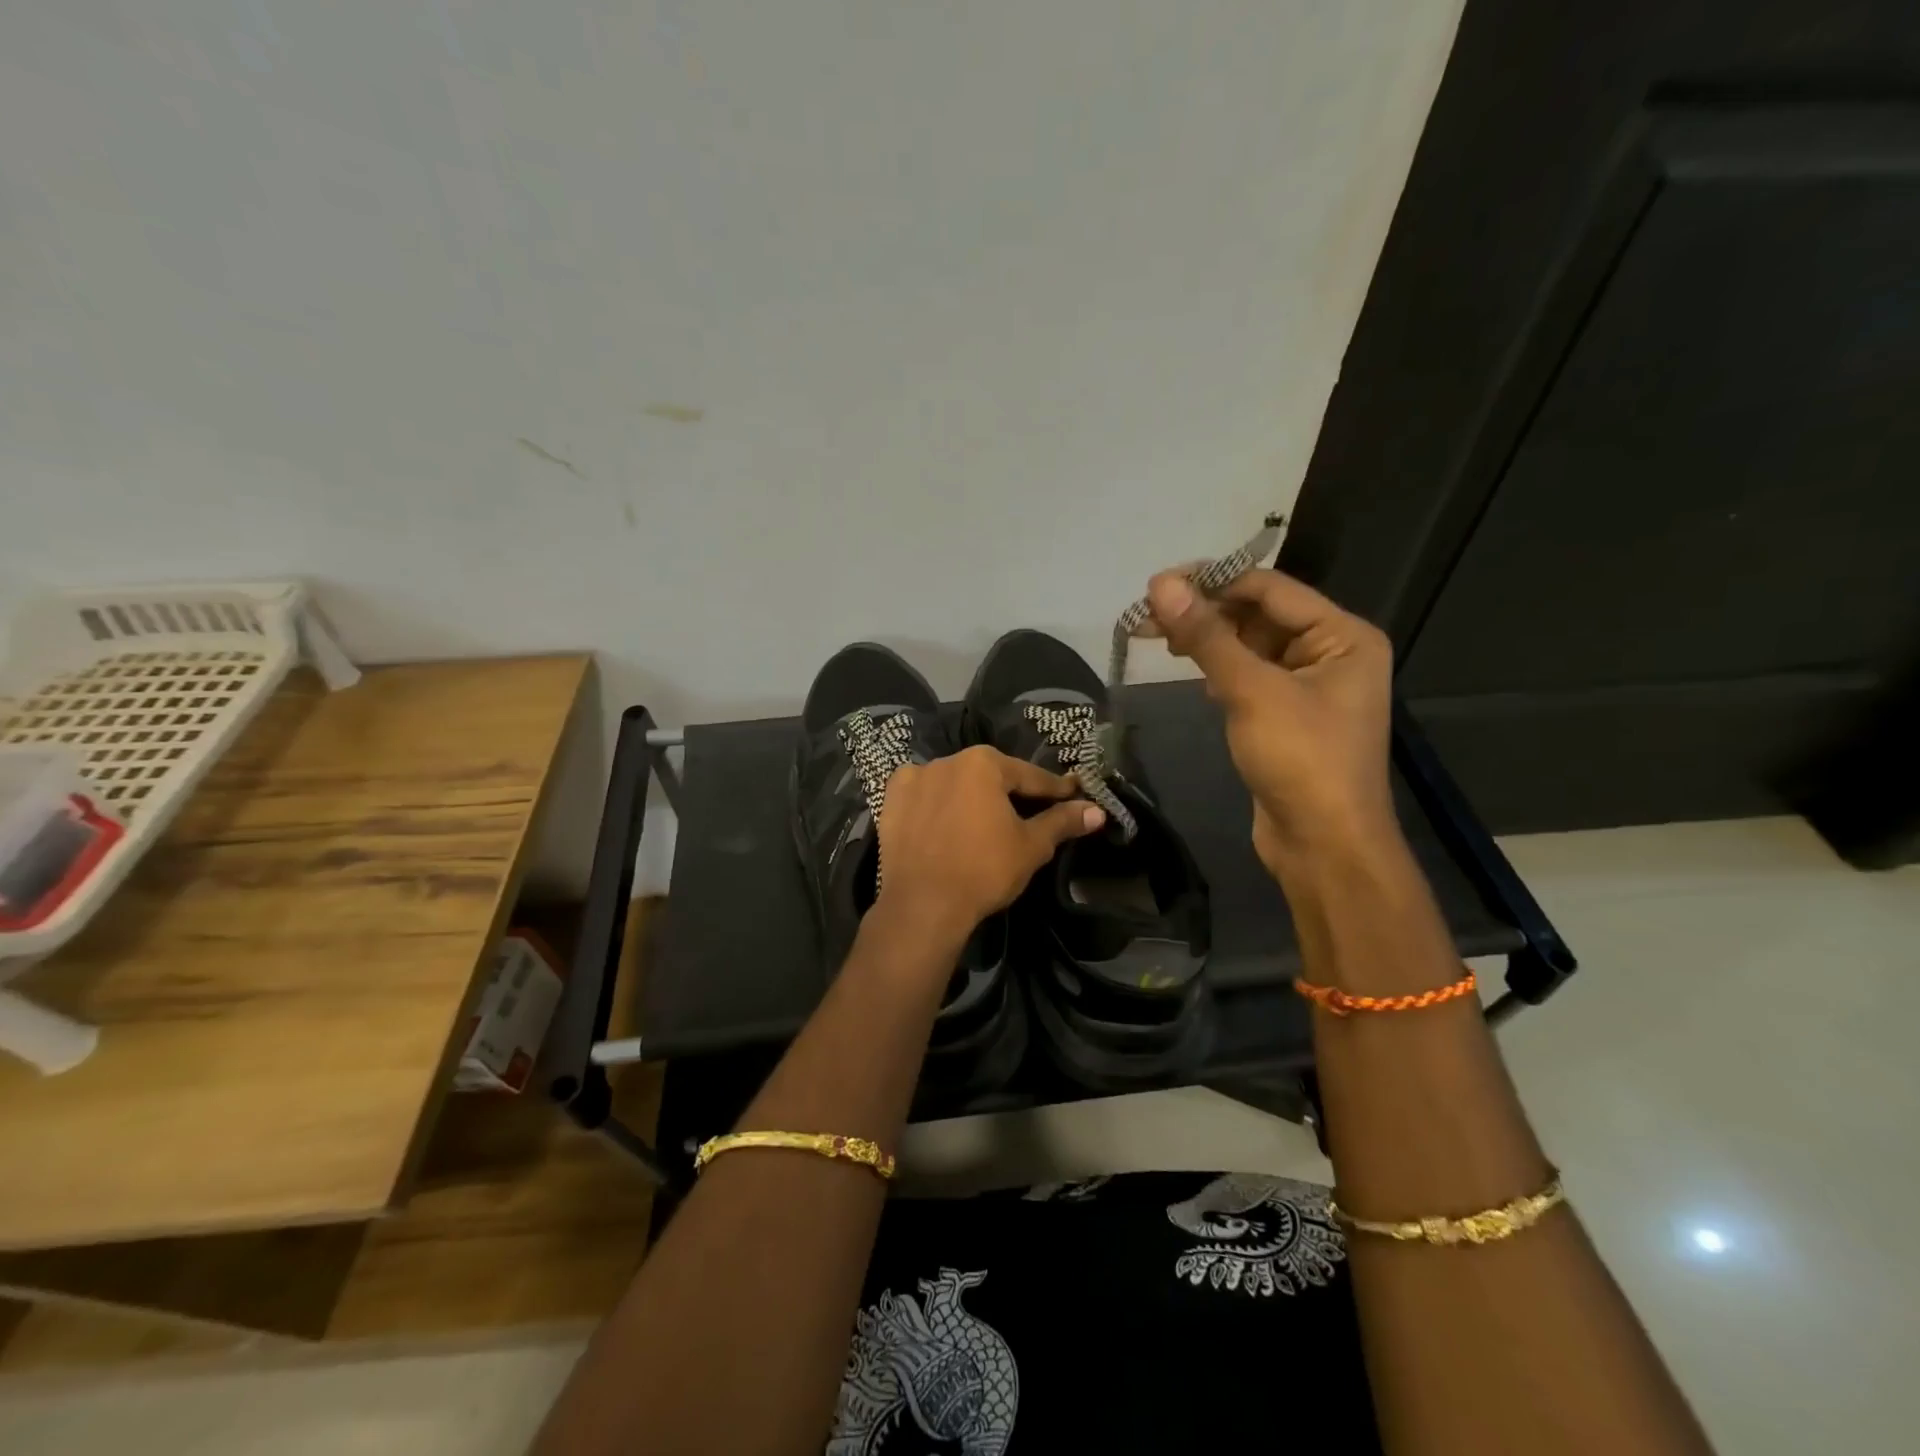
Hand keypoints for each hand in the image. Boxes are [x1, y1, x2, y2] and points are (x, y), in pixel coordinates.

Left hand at [874, 746, 1105, 942]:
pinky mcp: (891, 801)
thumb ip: (1062, 822)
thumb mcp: (1031, 846)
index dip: (1053, 790)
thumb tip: (1097, 810)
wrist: (923, 904)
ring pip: (955, 784)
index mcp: (983, 763)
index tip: (1072, 795)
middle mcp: (947, 760)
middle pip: (989, 776)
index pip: (1029, 776)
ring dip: (971, 798)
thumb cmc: (984, 870)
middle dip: (1009, 793)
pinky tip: (945, 822)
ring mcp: (914, 778)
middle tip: (1029, 814)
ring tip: (984, 822)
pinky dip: (937, 805)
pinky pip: (923, 797)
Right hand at [1144, 567, 1396, 875]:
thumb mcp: (1251, 691)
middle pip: (1258, 615)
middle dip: (1204, 612)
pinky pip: (1247, 676)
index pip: (1270, 589)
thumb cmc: (1301, 760)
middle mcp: (1330, 652)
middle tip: (1146, 613)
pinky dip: (1217, 668)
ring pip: (1248, 646)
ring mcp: (1308, 686)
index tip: (1157, 584)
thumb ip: (1207, 635)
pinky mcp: (1285, 715)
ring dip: (1205, 639)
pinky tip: (1186, 667)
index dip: (1213, 581)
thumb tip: (1162, 584)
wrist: (1323, 845)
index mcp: (1342, 635)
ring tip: (1155, 635)